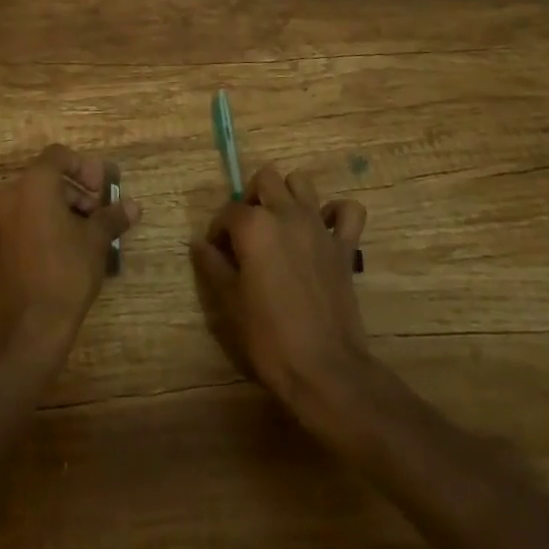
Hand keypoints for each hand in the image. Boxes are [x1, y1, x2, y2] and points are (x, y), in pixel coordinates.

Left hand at [0, 144, 139, 352]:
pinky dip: (48, 224)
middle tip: (100, 214)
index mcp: (34, 184)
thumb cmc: (65, 272)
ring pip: (37, 200)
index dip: (84, 168)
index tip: (102, 190)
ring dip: (65, 209)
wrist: (29, 328)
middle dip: (78, 191)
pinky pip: (27, 220)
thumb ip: (113, 217)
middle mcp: (12, 195)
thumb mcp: (96, 241)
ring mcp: (2, 221)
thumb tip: (133, 206)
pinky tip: (70, 250)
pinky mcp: (0, 246)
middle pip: (48, 177)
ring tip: (89, 235)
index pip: (59, 155)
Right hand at [190, 163, 369, 409]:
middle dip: (253, 197)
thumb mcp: (230, 303)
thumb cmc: (270, 338)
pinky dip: (337, 213)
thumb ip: (214, 266)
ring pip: (302, 183)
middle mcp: (286, 214)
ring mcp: (318, 227)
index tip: (218, 252)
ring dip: (289, 195)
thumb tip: (199, 244)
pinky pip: (349, 211)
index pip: (229, 211)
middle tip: (248, 230)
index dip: (219, 230)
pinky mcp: (344, 245)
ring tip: (281, 223)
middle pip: (266, 179)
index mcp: (254, 226)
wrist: (325, 370)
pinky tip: (325, 228)